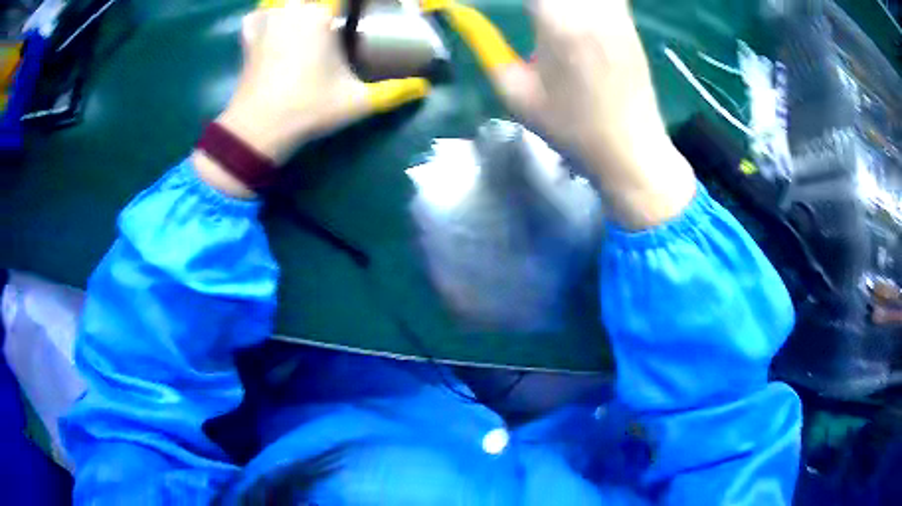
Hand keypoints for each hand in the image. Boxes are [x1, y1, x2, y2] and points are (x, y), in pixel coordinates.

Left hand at [197, 0, 428, 196]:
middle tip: (344, 17)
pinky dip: (269, 13)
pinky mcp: (250, 37)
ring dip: (302, 8)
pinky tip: (278, 23)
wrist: (255, 131)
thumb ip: (395, 91)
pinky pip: (260, 13)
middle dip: (332, 6)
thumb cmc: (307, 110)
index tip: (369, 9)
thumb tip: (424, 87)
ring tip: (315, 21)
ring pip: (285, 1)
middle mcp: (292, 9)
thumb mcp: (358, 102)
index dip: (360, 2)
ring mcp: (267, 21)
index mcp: (319, 14)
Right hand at [487, 0, 695, 229]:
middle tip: (528, 11)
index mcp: (558, 23)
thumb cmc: (571, 128)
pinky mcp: (629, 23)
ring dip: (560, 0)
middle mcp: (591, 9)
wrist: (630, 149)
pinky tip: (573, 12)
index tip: (500, 3)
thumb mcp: (517, 94)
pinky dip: (586, 1)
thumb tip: (462, 16)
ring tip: (546, 13)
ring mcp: (616, 14)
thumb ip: (488, 48)